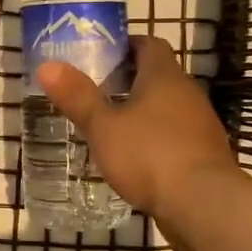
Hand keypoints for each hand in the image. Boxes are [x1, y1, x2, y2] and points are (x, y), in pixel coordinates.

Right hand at [36, 35, 237, 230]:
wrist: (203, 205)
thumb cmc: (150, 155)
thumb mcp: (103, 127)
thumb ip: (77, 97)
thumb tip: (47, 66)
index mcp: (164, 77)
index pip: (149, 44)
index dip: (126, 45)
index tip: (101, 54)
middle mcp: (187, 94)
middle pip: (158, 76)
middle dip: (129, 80)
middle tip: (96, 90)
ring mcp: (200, 126)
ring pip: (167, 108)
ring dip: (142, 112)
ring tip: (110, 125)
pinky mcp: (204, 155)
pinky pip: (175, 136)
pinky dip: (155, 139)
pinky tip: (134, 157)